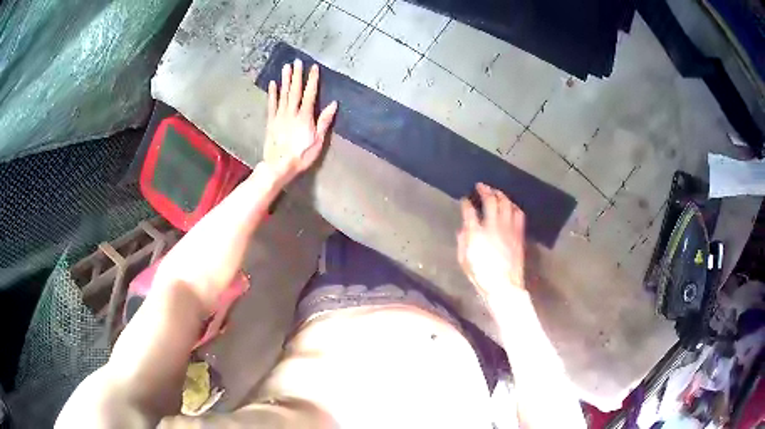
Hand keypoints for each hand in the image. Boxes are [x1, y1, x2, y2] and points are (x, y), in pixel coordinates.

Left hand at [264, 59, 337, 181]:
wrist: (278, 166)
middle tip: (297, 61)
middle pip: (295, 90)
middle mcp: (291, 113)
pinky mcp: (271, 122)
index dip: (312, 80)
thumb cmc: (301, 156)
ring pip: (283, 94)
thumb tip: (333, 105)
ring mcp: (280, 116)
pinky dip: (272, 93)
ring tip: (286, 67)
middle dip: (297, 75)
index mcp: (305, 117)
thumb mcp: (318, 141)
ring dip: (285, 80)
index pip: (310, 94)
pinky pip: (272, 104)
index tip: (314, 68)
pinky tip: (272, 84)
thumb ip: (324, 122)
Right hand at [457, 183, 525, 300]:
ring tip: (496, 191)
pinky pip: (518, 214)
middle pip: (490, 201)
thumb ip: (462, 242)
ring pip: (506, 204)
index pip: (469, 211)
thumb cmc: (481, 276)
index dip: (466, 203)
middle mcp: (493, 226)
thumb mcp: (464, 261)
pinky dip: (514, 206)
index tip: (464, 199)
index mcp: (476, 233)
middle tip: (480, 186)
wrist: (505, 286)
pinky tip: (511, 205)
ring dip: (500, 195)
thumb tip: (464, 229)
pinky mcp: (518, 234)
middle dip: (485, 190)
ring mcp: (508, 229)